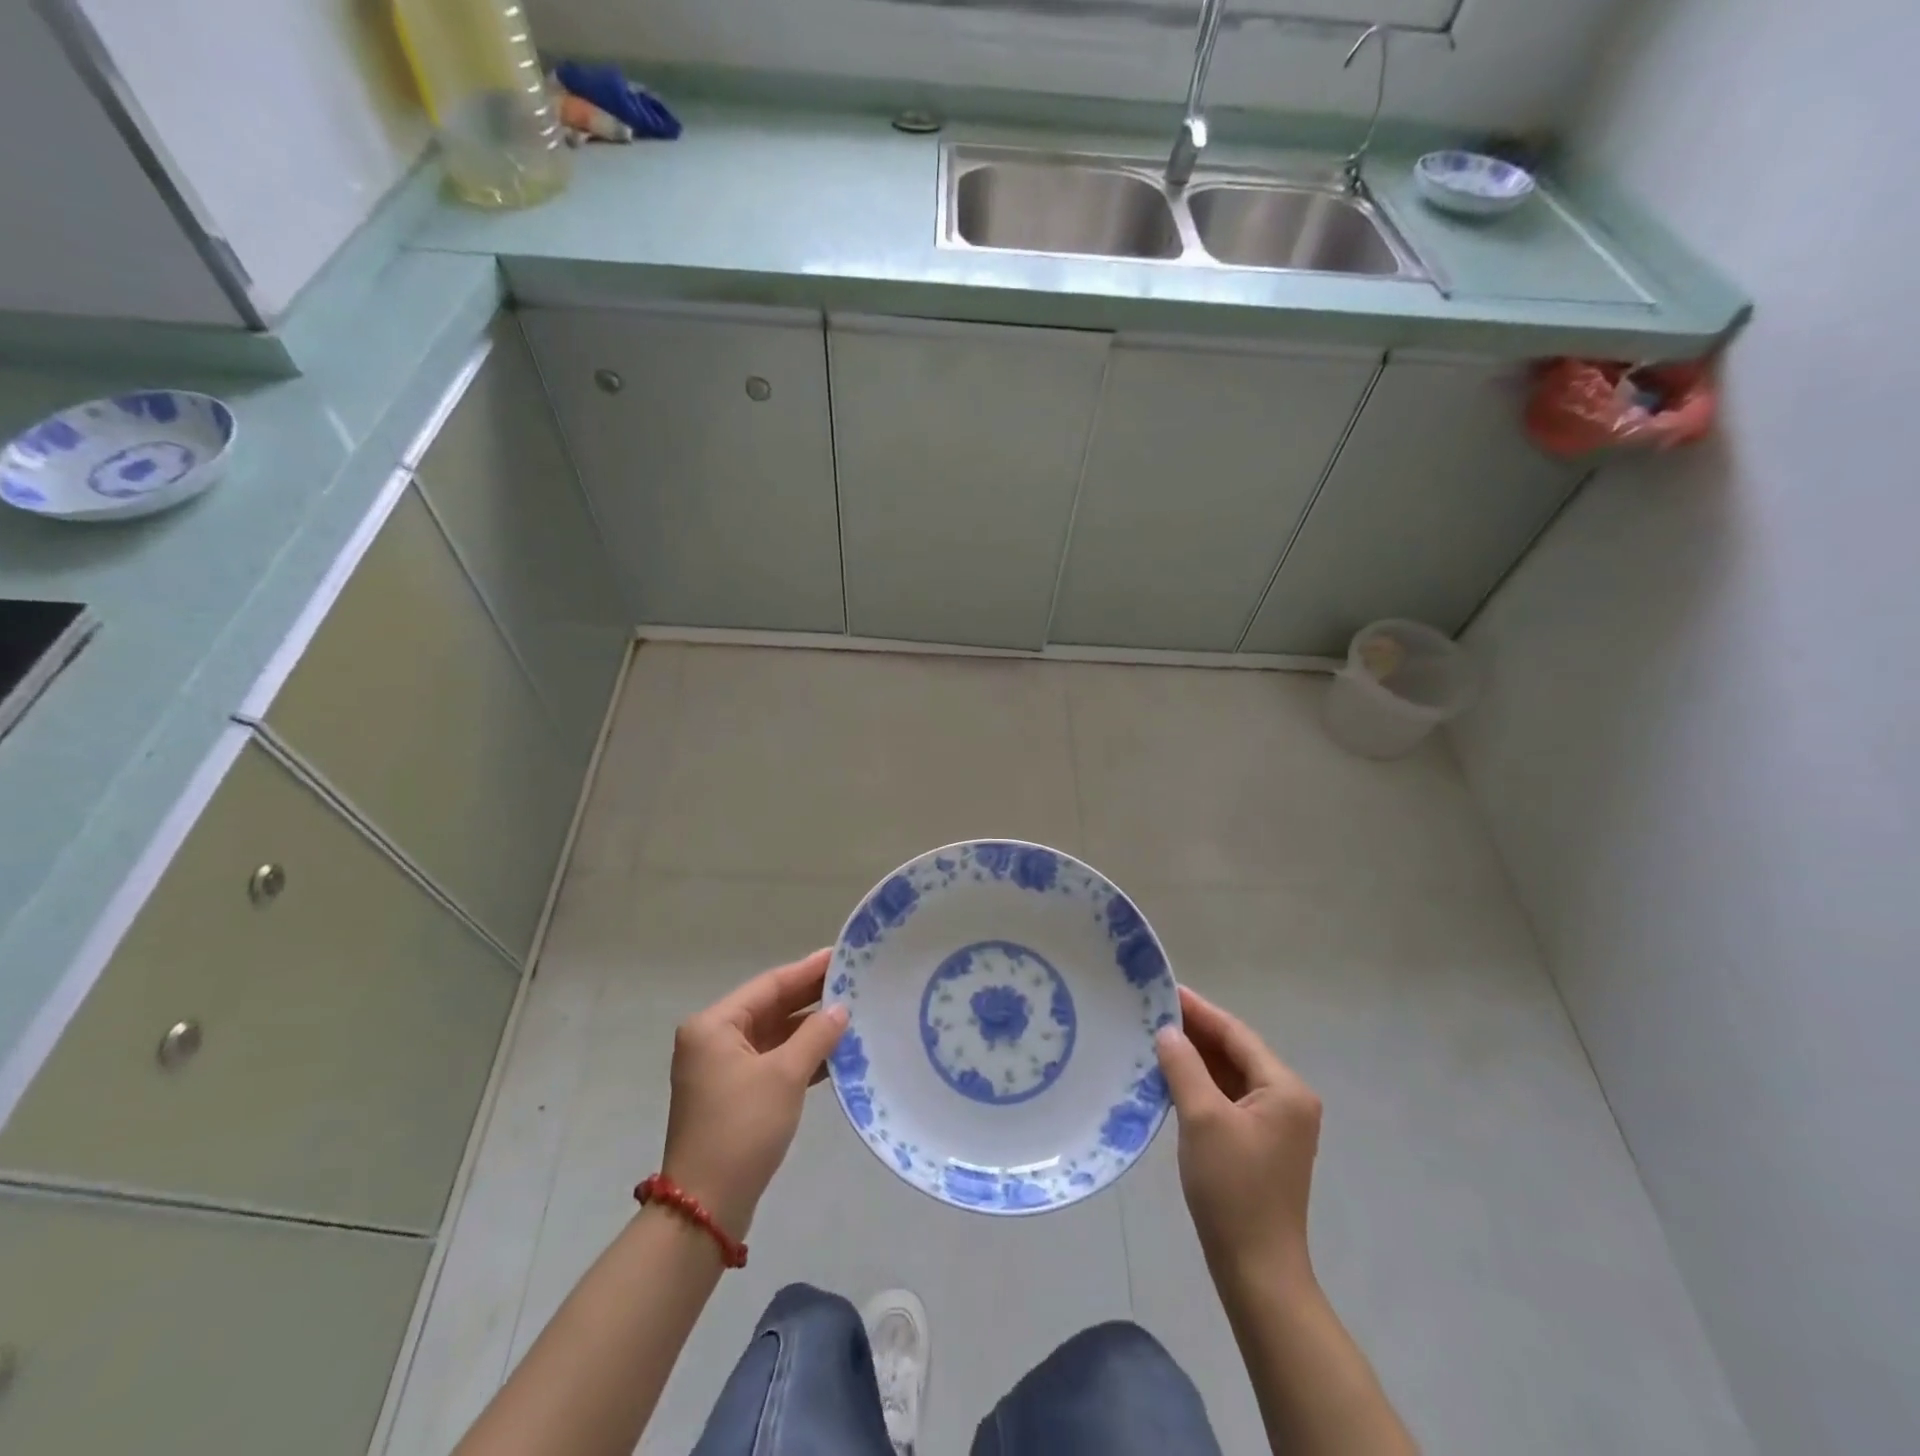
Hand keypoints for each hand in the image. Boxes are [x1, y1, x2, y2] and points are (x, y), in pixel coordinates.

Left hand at [660, 948, 848, 1237]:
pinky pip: (772, 1061)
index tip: (841, 955)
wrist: (706, 1207)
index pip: (769, 985)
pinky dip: (800, 1056)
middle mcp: (713, 1040)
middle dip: (810, 998)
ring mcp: (721, 1069)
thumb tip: (841, 1009)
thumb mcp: (784, 1076)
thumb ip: (815, 1035)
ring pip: (773, 1036)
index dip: (807, 970)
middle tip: (853, 981)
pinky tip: (835, 1053)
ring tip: (852, 1013)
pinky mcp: (734, 1095)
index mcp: (714, 1025)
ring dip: (809, 1029)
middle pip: (770, 1008)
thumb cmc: (742, 1128)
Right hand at [1155, 985, 1322, 1285]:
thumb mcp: (1203, 1118)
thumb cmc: (1233, 1188)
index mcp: (1284, 1088)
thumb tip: (1168, 1031)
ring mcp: (1275, 1125)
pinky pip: (1227, 1099)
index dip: (1200, 1011)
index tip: (1165, 989)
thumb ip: (1184, 1066)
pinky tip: (1170, 1077)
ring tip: (1155, 1037)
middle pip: (1236, 1052)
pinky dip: (1200, 1085)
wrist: (1257, 1270)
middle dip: (1196, 1033)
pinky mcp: (1259, 1145)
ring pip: (1230, 1076)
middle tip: (1152, 1011)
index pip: (1237, 1034)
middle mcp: (1287, 1100)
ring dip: (1196, 1059)